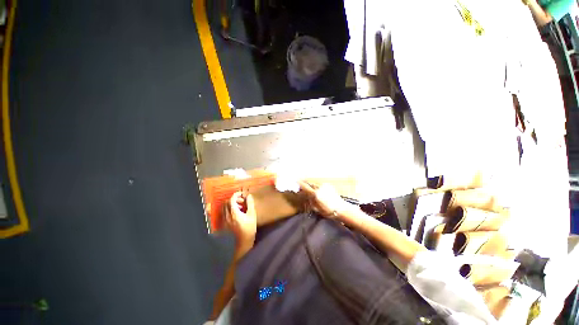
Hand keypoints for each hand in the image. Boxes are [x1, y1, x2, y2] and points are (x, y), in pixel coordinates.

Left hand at [225, 192, 256, 247]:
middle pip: (227, 203)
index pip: (231, 200)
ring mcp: (225, 220)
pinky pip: (224, 212)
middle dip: (234, 199)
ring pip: (225, 207)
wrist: (244, 240)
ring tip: (240, 206)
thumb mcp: (252, 214)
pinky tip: (237, 212)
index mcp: (234, 213)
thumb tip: (248, 195)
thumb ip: (250, 204)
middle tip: (242, 200)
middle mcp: (227, 216)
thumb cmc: (250, 227)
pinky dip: (230, 209)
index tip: (242, 194)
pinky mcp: (225, 223)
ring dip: (232, 204)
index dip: (236, 195)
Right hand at [298, 181, 352, 217]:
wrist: (340, 209)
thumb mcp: (315, 207)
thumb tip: (303, 193)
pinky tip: (317, 190)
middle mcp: (319, 187)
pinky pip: (319, 184)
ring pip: (314, 183)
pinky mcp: (328, 185)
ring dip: (311, 185)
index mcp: (315, 194)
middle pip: (309, 183)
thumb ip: (309, 199)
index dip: (299, 183)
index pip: (305, 186)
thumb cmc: (327, 211)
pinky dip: (316, 186)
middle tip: (301, 187)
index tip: (295, 181)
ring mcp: (324, 185)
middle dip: (305, 184)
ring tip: (309, 189)